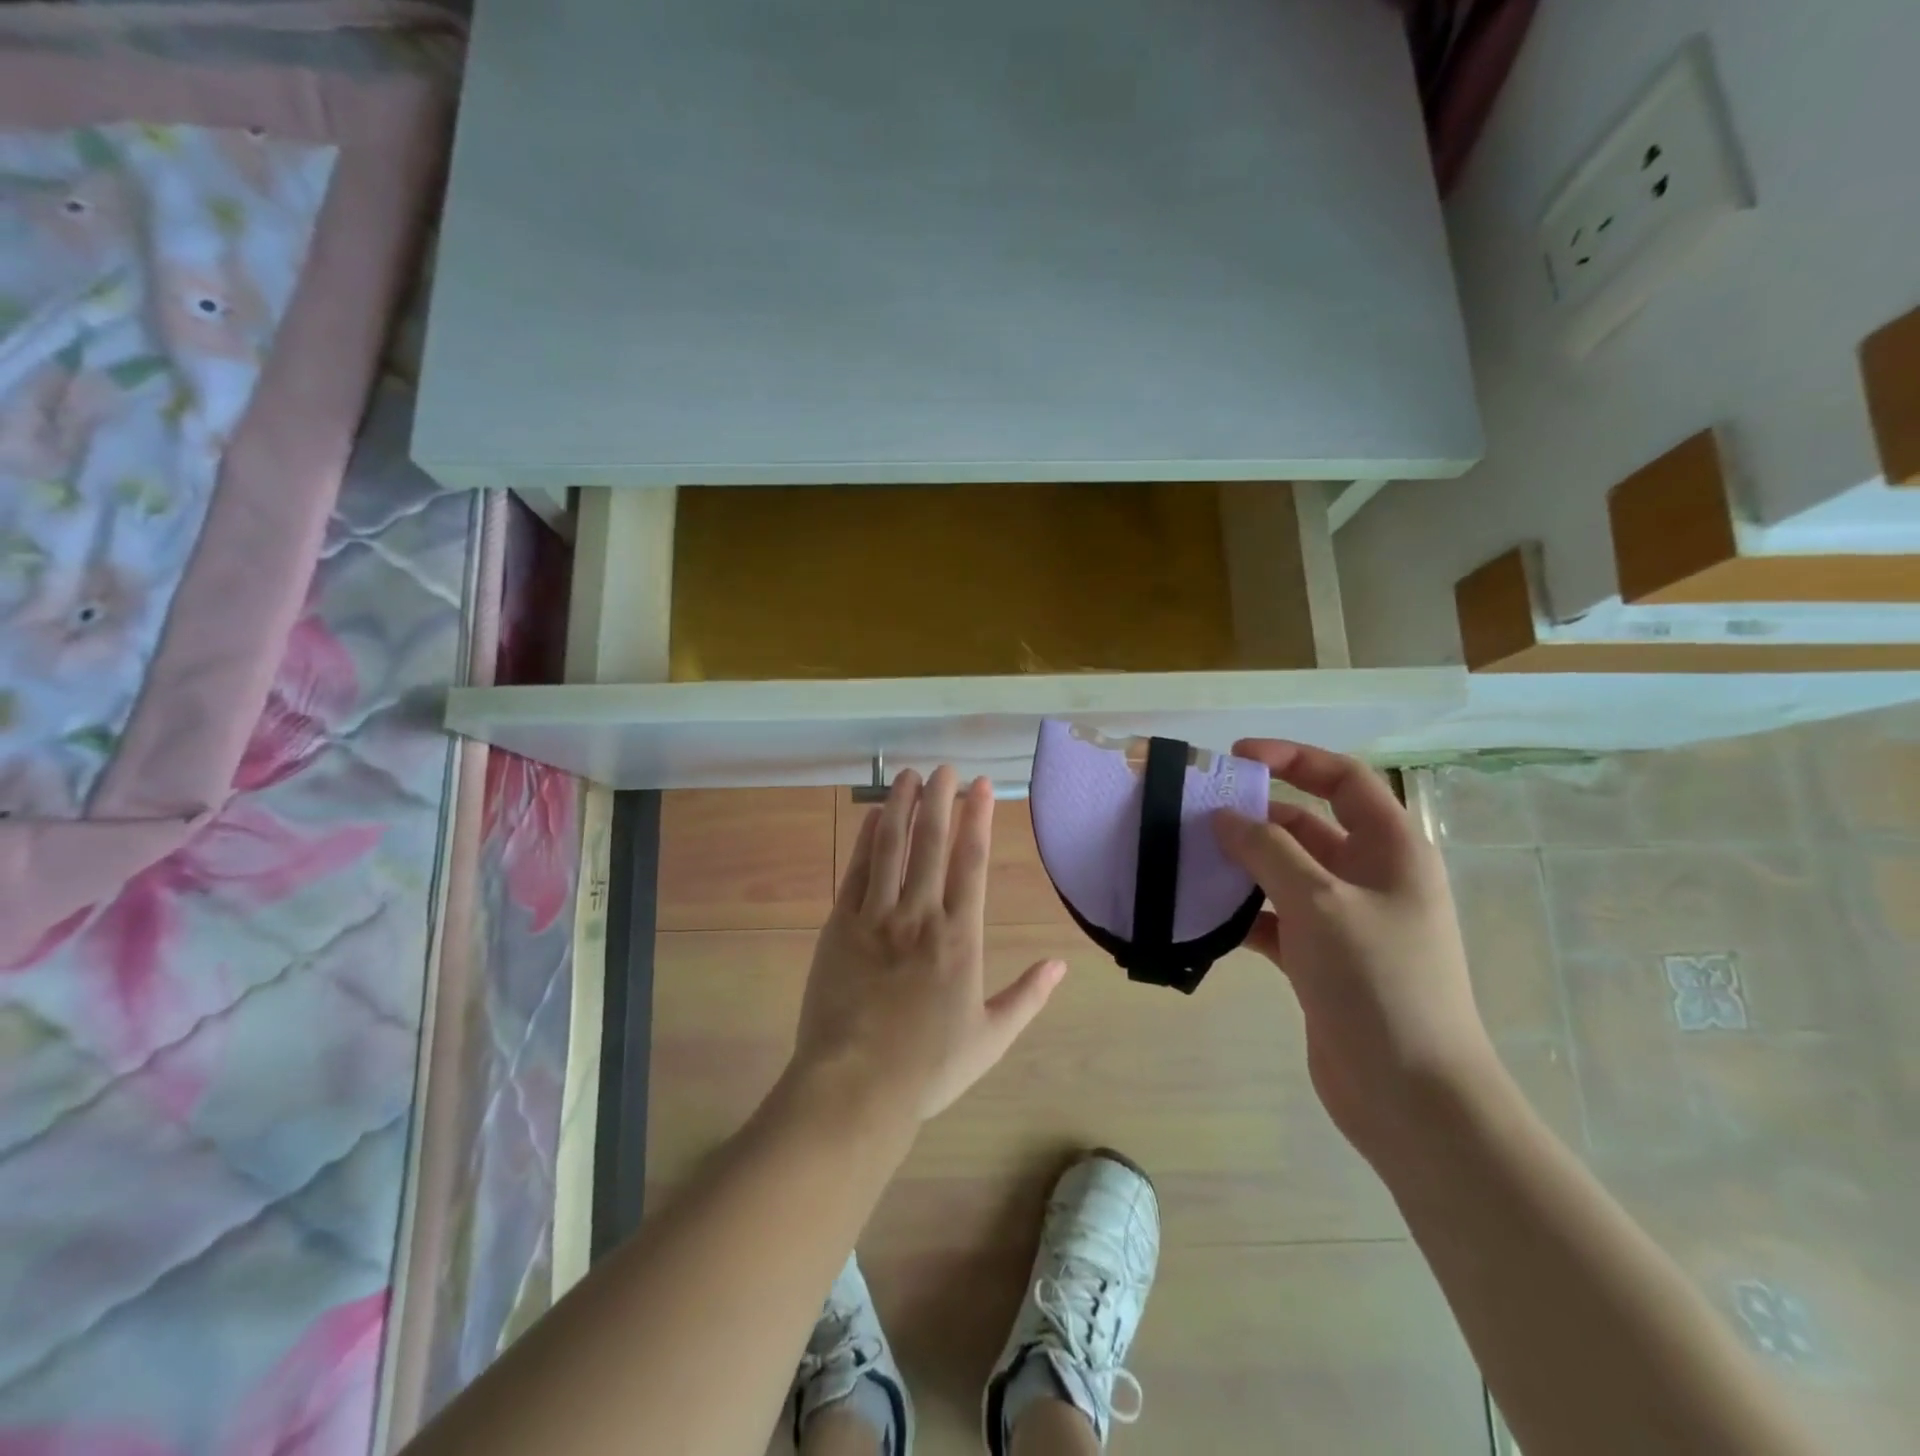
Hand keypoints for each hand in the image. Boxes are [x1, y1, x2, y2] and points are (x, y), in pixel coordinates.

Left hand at [790, 767, 1066, 1122]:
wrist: (856, 1086)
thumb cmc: (928, 1066)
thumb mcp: (991, 1037)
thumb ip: (1027, 996)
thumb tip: (1059, 965)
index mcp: (961, 938)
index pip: (972, 863)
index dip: (977, 819)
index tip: (981, 787)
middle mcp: (921, 916)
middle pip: (932, 844)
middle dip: (940, 800)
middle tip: (946, 768)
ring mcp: (877, 917)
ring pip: (892, 848)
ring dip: (903, 807)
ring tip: (910, 775)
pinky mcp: (840, 926)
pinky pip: (857, 872)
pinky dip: (867, 840)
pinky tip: (875, 816)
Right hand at [1211, 740, 1500, 1163]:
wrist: (1411, 1097)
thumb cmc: (1378, 983)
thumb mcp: (1320, 903)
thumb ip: (1269, 851)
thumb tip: (1225, 817)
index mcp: (1391, 851)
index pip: (1343, 780)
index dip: (1293, 758)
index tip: (1237, 758)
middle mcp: (1370, 878)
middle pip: (1308, 825)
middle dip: (1255, 816)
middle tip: (1196, 814)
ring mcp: (1345, 921)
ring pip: (1285, 873)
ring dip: (1242, 864)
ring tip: (1188, 859)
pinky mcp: (1320, 960)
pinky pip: (1275, 918)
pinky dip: (1243, 913)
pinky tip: (1204, 915)